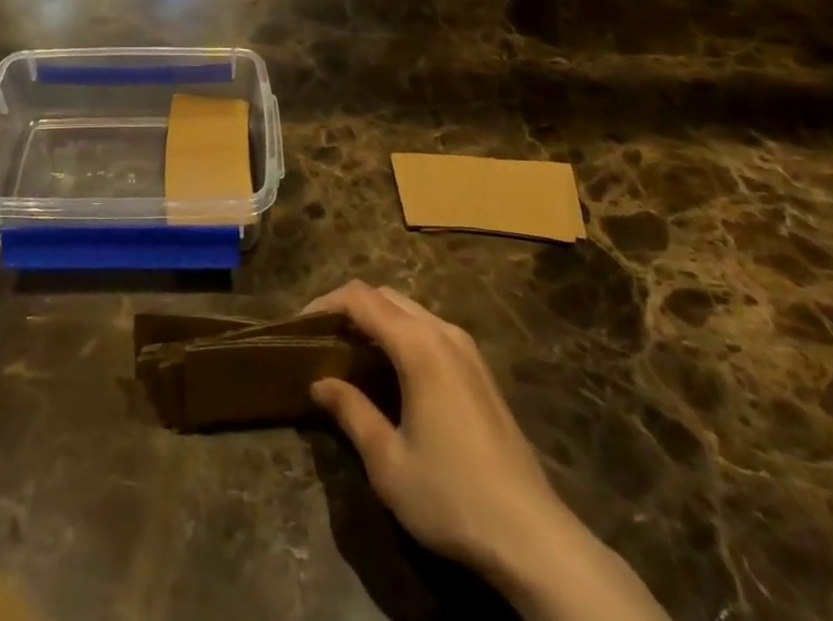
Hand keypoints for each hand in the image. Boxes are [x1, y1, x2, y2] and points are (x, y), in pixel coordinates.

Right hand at [305, 282, 564, 585]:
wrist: (533, 537)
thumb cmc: (452, 496)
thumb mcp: (388, 462)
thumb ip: (351, 412)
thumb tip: (320, 383)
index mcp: (418, 345)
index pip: (361, 298)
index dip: (325, 304)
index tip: (299, 326)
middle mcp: (443, 333)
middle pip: (386, 296)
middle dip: (349, 308)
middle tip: (321, 339)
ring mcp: (466, 349)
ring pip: (410, 310)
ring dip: (377, 320)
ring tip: (350, 352)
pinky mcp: (480, 370)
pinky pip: (430, 330)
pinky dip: (401, 334)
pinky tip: (391, 371)